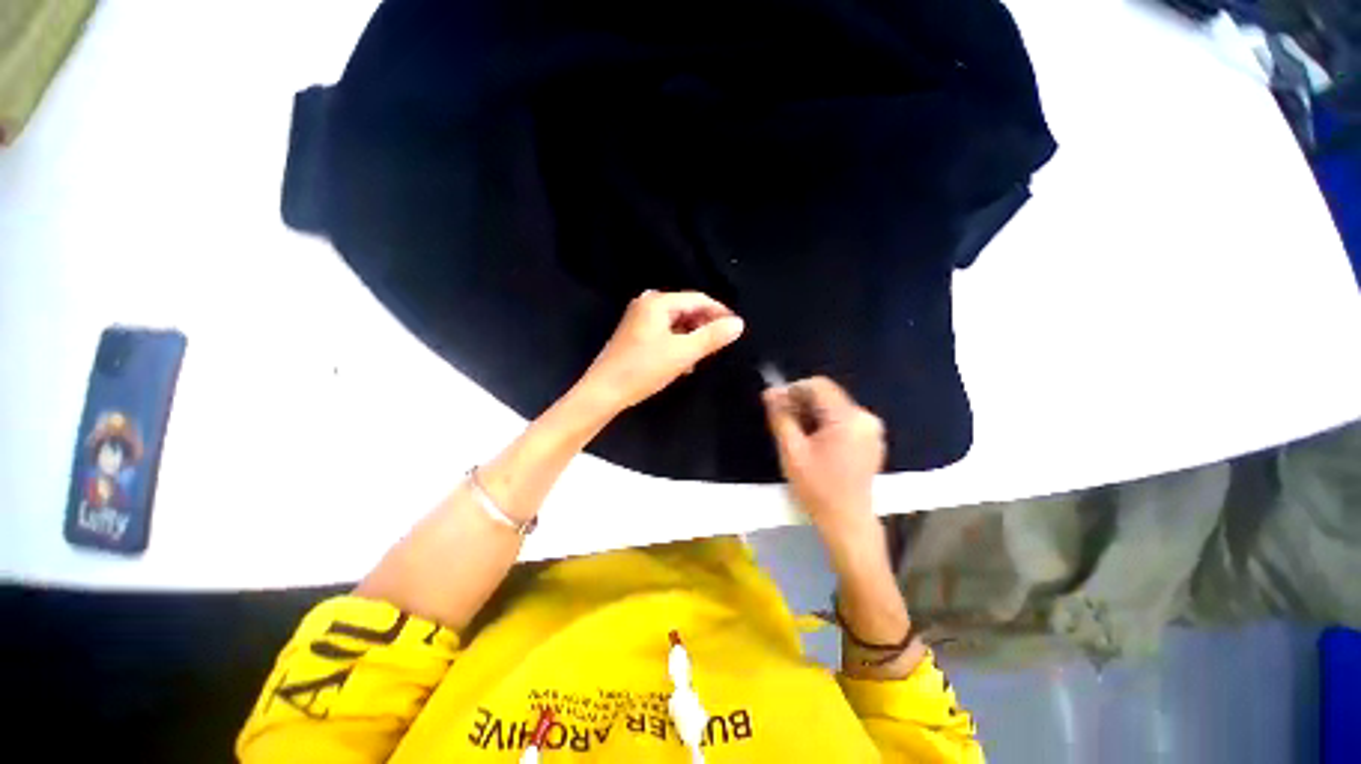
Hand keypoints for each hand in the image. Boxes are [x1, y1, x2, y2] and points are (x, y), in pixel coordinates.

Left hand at [578, 290, 744, 413]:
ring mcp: (640, 319)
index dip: (720, 312)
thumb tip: (738, 324)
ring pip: (677, 324)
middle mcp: (647, 304)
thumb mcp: (682, 353)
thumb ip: (712, 337)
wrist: (604, 392)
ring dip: (692, 339)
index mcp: (657, 302)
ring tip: (703, 358)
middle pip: (687, 310)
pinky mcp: (636, 335)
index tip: (736, 329)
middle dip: (705, 327)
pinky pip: (666, 333)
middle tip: (720, 346)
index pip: (698, 299)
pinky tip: (684, 364)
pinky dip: (678, 345)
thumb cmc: (643, 369)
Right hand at [763, 377, 884, 545]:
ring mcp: (871, 429)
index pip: (818, 385)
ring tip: (793, 431)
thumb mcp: (792, 451)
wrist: (848, 523)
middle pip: (827, 396)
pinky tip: (811, 440)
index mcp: (847, 418)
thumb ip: (781, 417)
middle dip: (801, 402)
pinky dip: (824, 423)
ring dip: (811, 413)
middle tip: (780, 418)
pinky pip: (843, 420)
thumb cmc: (818, 488)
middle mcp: (865, 417)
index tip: (775, 403)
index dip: (793, 389)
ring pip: (834, 407)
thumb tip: (769, 392)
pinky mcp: (870, 440)